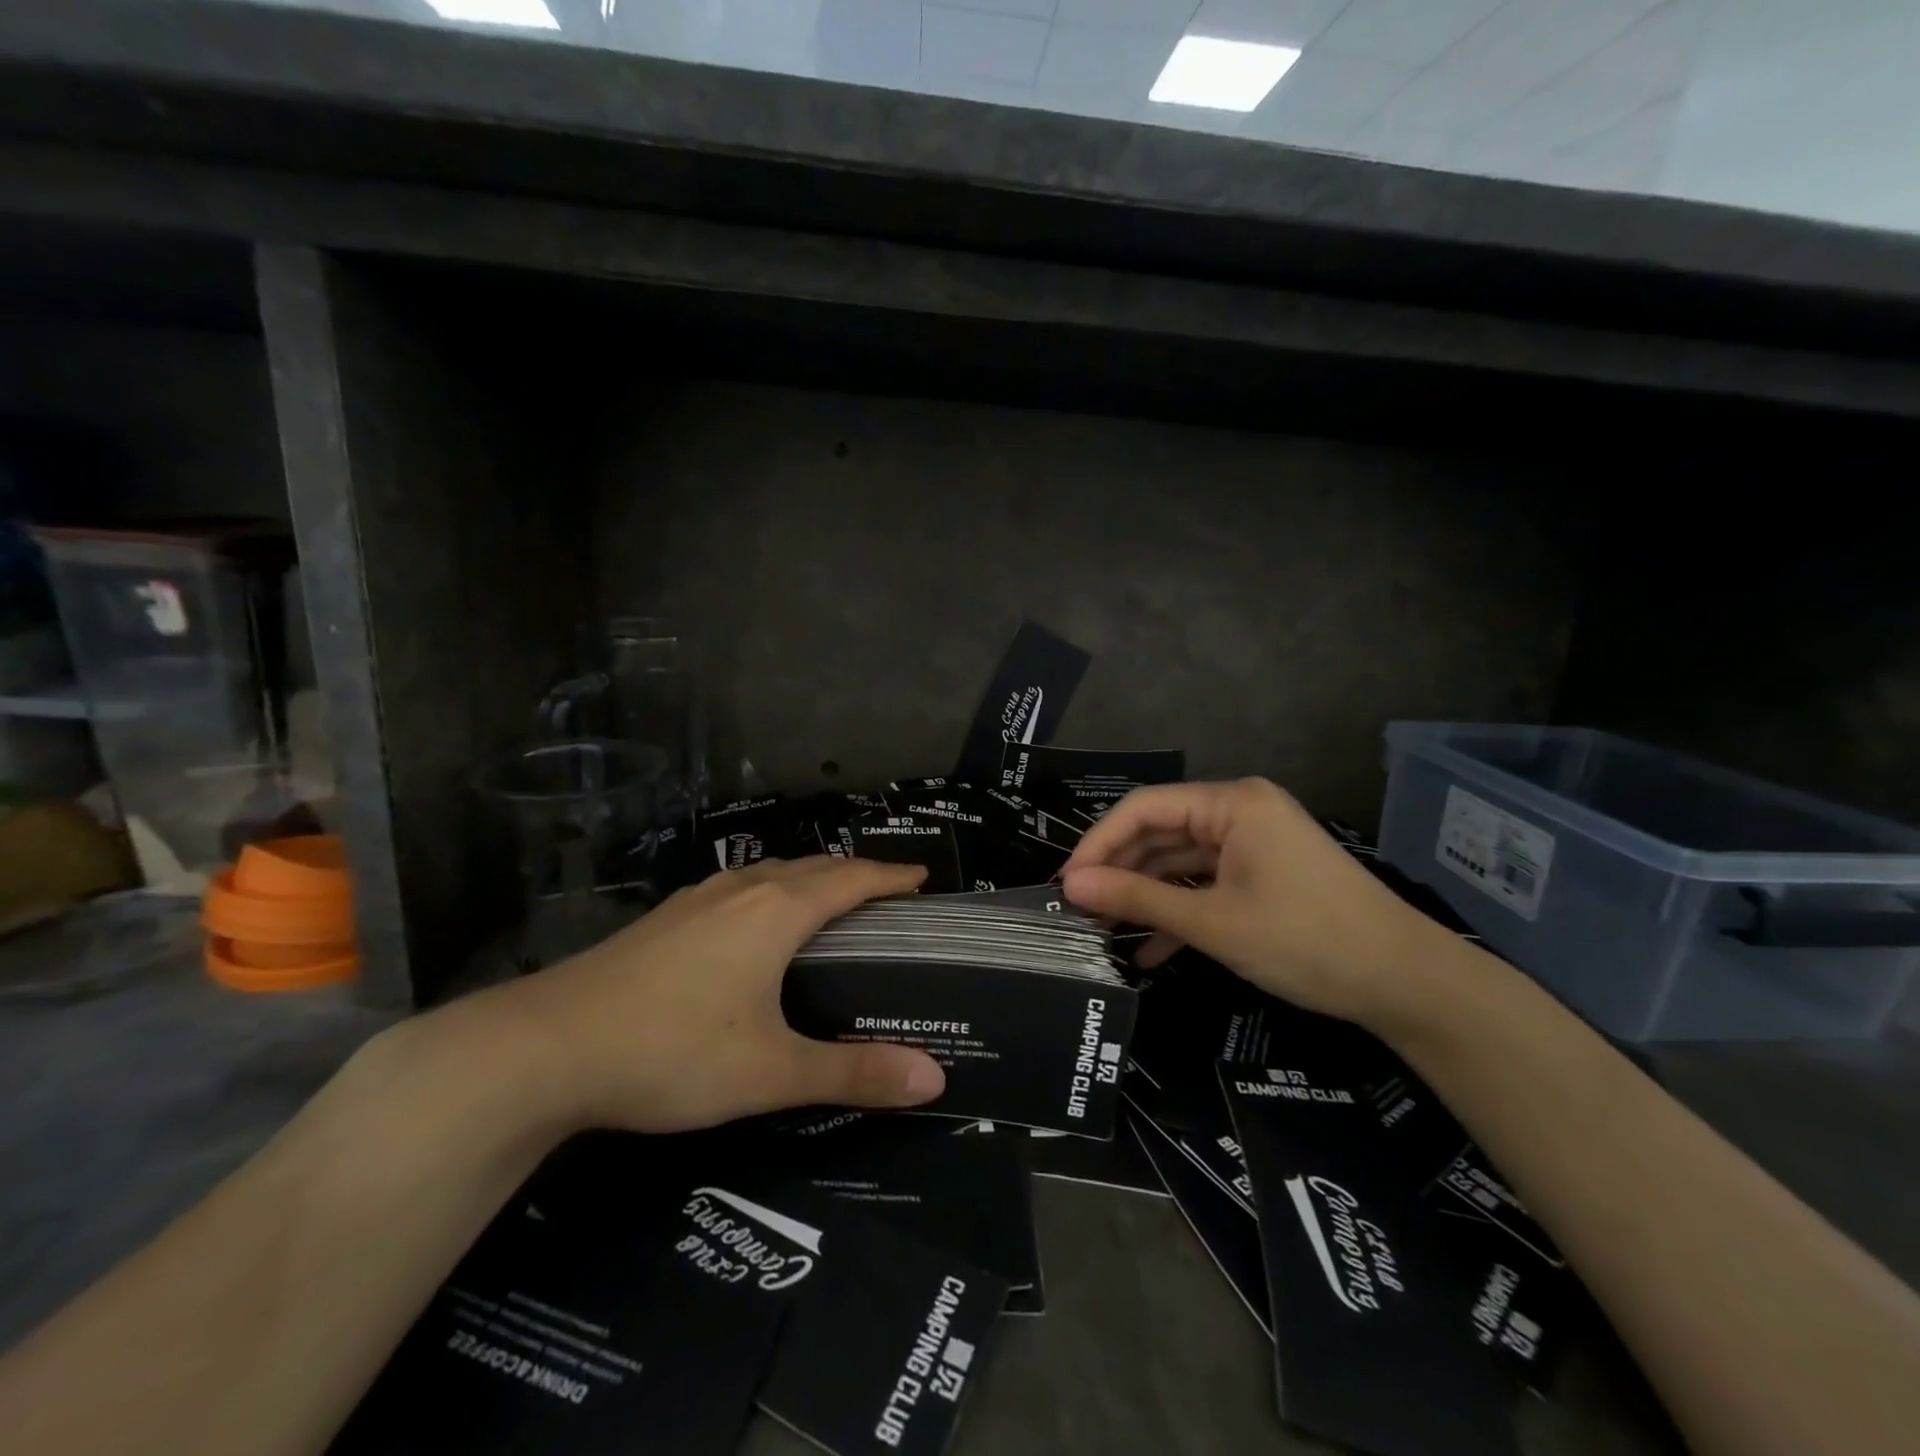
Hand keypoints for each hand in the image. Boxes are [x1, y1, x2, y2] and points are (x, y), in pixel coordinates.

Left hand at [481, 857, 945, 1133]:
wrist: (544, 1047)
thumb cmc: (671, 1050)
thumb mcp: (770, 1072)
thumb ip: (853, 1073)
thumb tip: (934, 1080)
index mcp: (778, 911)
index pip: (852, 878)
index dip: (891, 876)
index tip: (922, 878)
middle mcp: (742, 890)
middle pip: (814, 867)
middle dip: (855, 874)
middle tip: (886, 896)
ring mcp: (698, 900)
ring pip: (771, 874)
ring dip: (810, 880)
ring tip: (830, 906)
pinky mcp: (665, 918)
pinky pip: (739, 889)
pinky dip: (771, 893)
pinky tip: (754, 926)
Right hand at [1060, 779, 1438, 1026]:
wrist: (1406, 984)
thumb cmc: (1306, 941)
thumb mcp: (1213, 921)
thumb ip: (1138, 898)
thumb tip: (1071, 885)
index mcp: (1232, 803)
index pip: (1144, 808)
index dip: (1098, 843)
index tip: (1066, 883)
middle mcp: (1240, 812)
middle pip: (1160, 832)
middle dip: (1120, 871)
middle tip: (1079, 910)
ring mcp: (1253, 844)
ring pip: (1180, 861)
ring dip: (1145, 895)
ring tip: (1103, 929)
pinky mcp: (1262, 874)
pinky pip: (1206, 883)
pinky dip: (1178, 910)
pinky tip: (1148, 949)